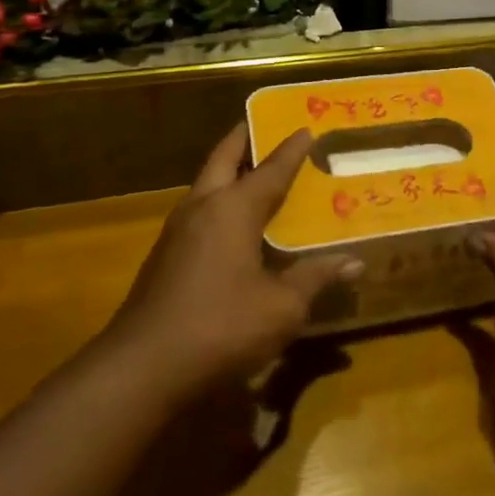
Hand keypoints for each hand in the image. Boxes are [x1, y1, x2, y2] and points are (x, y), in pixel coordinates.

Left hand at [99, 125, 359, 404]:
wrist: (140, 370)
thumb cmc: (220, 327)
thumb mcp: (281, 307)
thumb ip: (316, 278)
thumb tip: (355, 262)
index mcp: (233, 208)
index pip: (270, 169)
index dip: (291, 150)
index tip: (306, 128)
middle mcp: (202, 208)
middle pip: (222, 160)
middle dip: (243, 140)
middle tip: (262, 125)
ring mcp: (176, 233)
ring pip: (204, 185)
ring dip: (226, 171)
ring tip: (251, 171)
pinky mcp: (163, 259)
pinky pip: (197, 213)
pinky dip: (218, 203)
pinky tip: (230, 225)